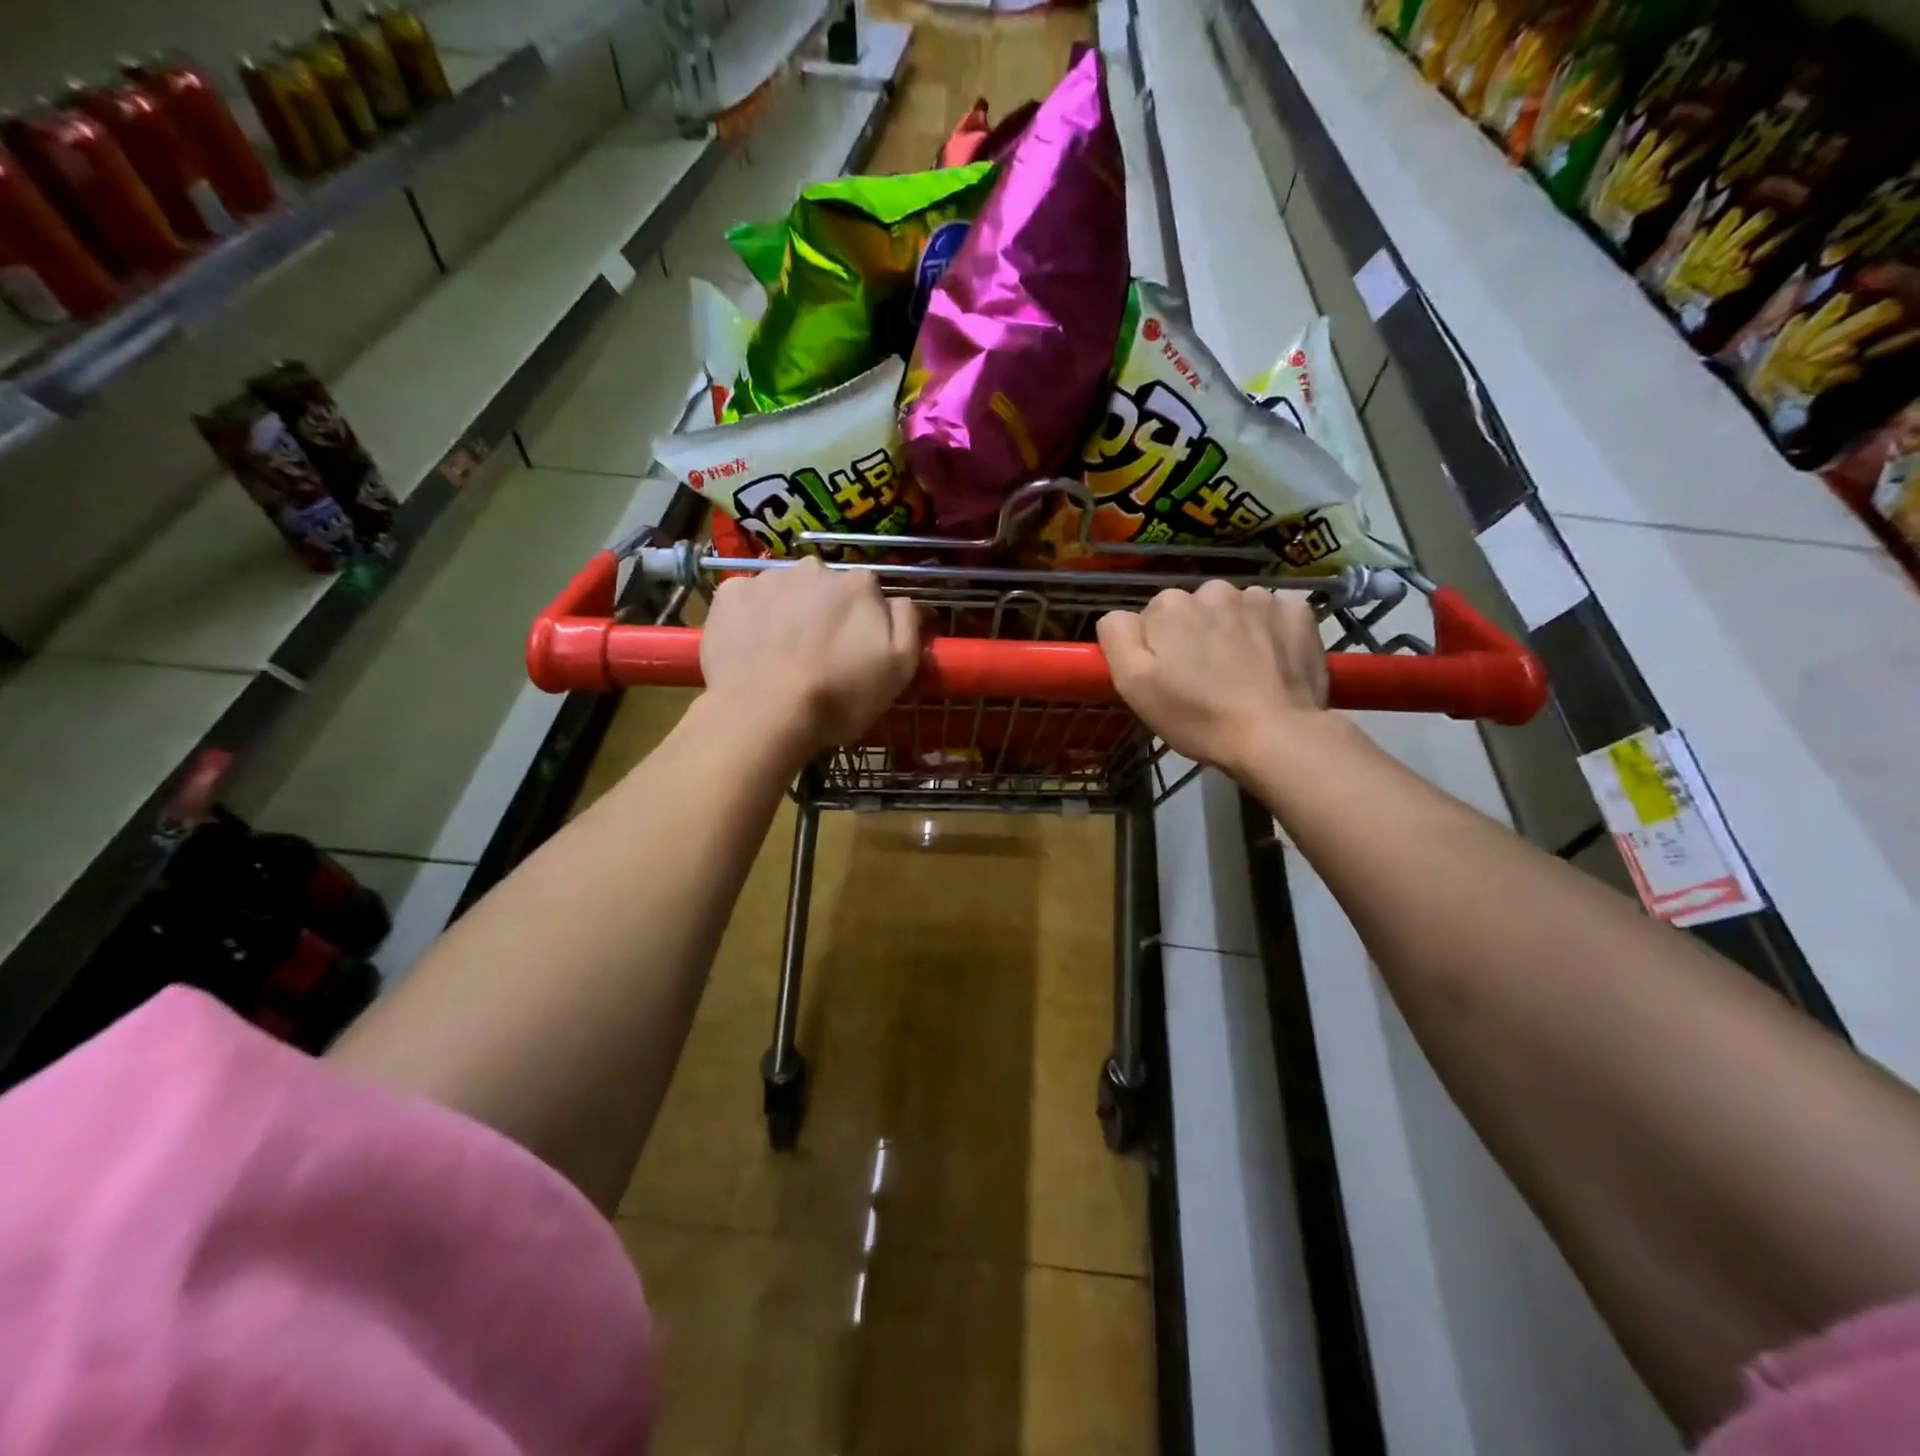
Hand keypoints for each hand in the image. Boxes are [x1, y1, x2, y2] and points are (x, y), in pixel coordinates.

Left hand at [701, 557, 919, 757]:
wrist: (764, 714)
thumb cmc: (839, 696)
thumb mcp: (900, 667)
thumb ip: (908, 622)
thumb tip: (902, 600)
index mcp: (859, 584)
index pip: (869, 594)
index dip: (864, 623)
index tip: (856, 651)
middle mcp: (815, 568)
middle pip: (826, 588)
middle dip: (824, 613)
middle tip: (817, 655)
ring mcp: (768, 578)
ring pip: (786, 591)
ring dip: (788, 613)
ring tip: (781, 655)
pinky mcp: (730, 594)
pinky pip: (747, 599)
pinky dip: (750, 617)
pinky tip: (751, 648)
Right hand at [1097, 581, 1328, 772]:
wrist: (1275, 736)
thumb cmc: (1196, 716)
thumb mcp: (1133, 685)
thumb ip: (1117, 637)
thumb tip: (1120, 616)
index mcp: (1170, 606)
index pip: (1152, 617)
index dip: (1158, 648)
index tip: (1170, 678)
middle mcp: (1213, 590)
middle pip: (1195, 609)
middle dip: (1196, 635)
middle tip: (1205, 679)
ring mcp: (1260, 597)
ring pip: (1234, 610)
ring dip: (1233, 631)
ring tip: (1242, 672)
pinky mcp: (1298, 611)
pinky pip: (1274, 612)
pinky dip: (1271, 630)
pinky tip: (1272, 660)